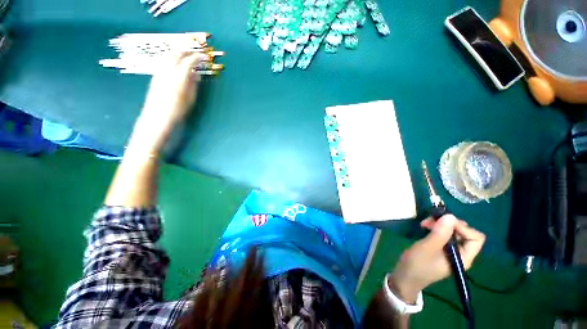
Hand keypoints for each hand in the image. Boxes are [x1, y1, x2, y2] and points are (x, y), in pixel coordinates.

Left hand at [130, 52, 205, 153]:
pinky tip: (175, 64)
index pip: (188, 62)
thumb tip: (196, 74)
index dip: (196, 57)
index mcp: (179, 79)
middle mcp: (167, 72)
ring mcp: (159, 73)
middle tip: (194, 53)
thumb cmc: (177, 111)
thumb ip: (193, 85)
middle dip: (185, 51)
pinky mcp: (155, 76)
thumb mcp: (190, 99)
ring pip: (167, 56)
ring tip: (185, 55)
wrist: (157, 117)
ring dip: (177, 53)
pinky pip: (163, 62)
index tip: (203, 57)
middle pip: (175, 54)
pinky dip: (171, 59)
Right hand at [388, 215, 484, 303]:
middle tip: (431, 220)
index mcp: (464, 258)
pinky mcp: (441, 249)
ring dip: (440, 224)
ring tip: (425, 223)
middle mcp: (461, 254)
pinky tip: (425, 227)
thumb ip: (440, 233)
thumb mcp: (427, 248)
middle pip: (465, 233)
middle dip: (448, 224)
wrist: (405, 276)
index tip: (443, 222)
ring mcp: (451, 251)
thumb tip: (450, 216)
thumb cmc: (417, 264)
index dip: (462, 227)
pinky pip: (444, 234)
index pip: (475, 238)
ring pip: (453, 231)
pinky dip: (436, 228)